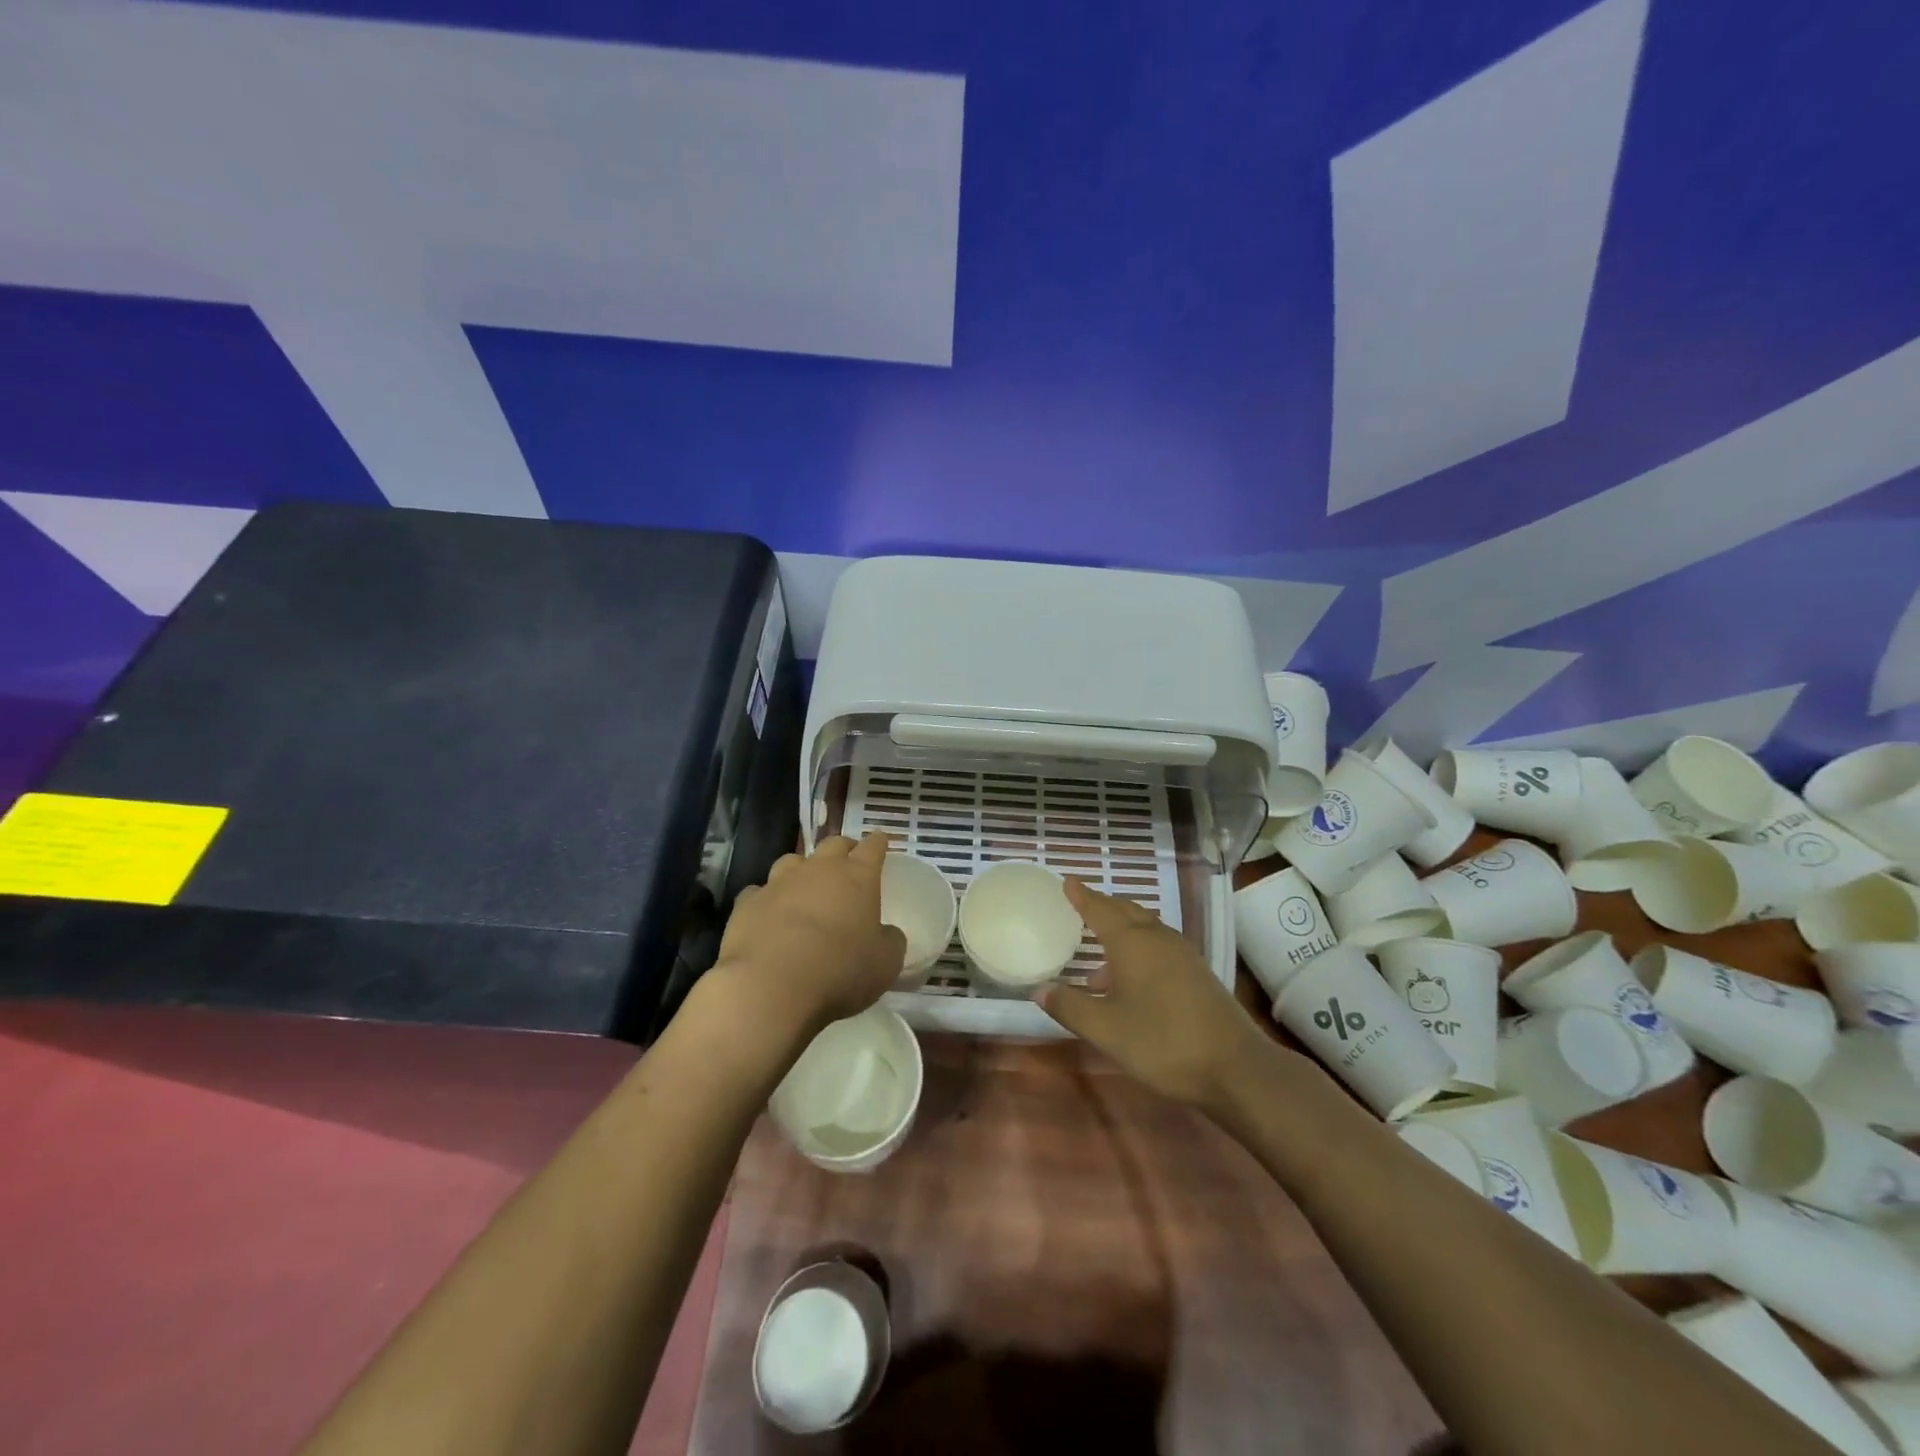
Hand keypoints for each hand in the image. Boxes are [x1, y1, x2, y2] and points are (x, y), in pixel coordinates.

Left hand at [709, 832, 907, 1042]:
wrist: (769, 985)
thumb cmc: (839, 970)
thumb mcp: (885, 963)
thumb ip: (891, 941)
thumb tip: (887, 933)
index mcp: (857, 877)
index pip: (873, 847)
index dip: (879, 843)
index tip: (881, 840)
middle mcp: (819, 870)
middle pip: (834, 844)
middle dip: (844, 848)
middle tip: (848, 860)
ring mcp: (779, 882)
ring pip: (793, 861)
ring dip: (803, 868)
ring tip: (805, 884)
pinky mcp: (748, 902)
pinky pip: (760, 891)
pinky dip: (768, 898)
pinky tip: (769, 913)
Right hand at [1041, 878, 1276, 1110]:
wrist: (1234, 1066)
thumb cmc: (1162, 1042)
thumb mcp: (1106, 1029)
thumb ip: (1070, 1006)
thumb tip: (1040, 989)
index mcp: (1132, 942)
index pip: (1099, 908)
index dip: (1081, 896)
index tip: (1067, 881)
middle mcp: (1157, 938)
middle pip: (1125, 910)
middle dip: (1102, 905)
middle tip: (1080, 905)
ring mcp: (1181, 953)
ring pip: (1144, 927)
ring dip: (1121, 928)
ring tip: (1098, 948)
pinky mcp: (1196, 972)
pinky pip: (1158, 944)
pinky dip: (1138, 946)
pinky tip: (1130, 977)